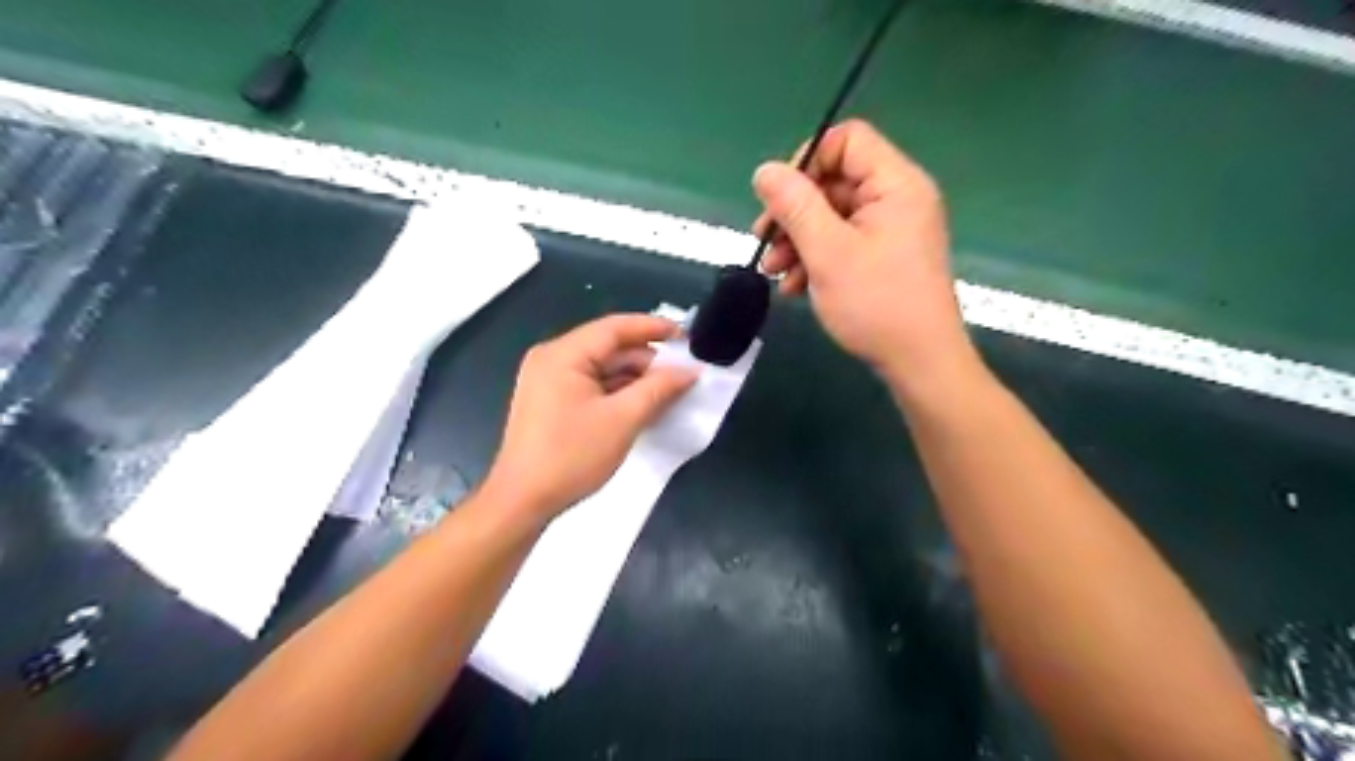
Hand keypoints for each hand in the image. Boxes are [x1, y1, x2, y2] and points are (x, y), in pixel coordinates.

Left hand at [484, 315, 698, 522]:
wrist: (522, 501)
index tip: (687, 336)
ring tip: (671, 390)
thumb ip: (659, 389)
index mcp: (563, 354)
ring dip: (635, 377)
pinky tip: (644, 404)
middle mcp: (552, 358)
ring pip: (601, 367)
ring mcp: (548, 380)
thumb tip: (690, 371)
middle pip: (608, 346)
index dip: (654, 328)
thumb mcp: (623, 420)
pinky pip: (591, 384)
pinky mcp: (550, 400)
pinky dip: (617, 391)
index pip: (615, 327)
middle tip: (684, 372)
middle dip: (647, 359)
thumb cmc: (572, 456)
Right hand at [757, 118, 979, 396]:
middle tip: (764, 242)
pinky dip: (815, 259)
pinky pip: (843, 243)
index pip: (846, 141)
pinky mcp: (884, 258)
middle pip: (834, 182)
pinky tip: (794, 288)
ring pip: (832, 217)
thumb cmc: (876, 304)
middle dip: (794, 212)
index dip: (807, 162)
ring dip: (797, 241)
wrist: (919, 363)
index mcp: (895, 184)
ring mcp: (892, 231)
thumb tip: (765, 170)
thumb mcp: (827, 252)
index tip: (778, 199)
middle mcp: (897, 199)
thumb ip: (794, 206)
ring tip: (774, 273)